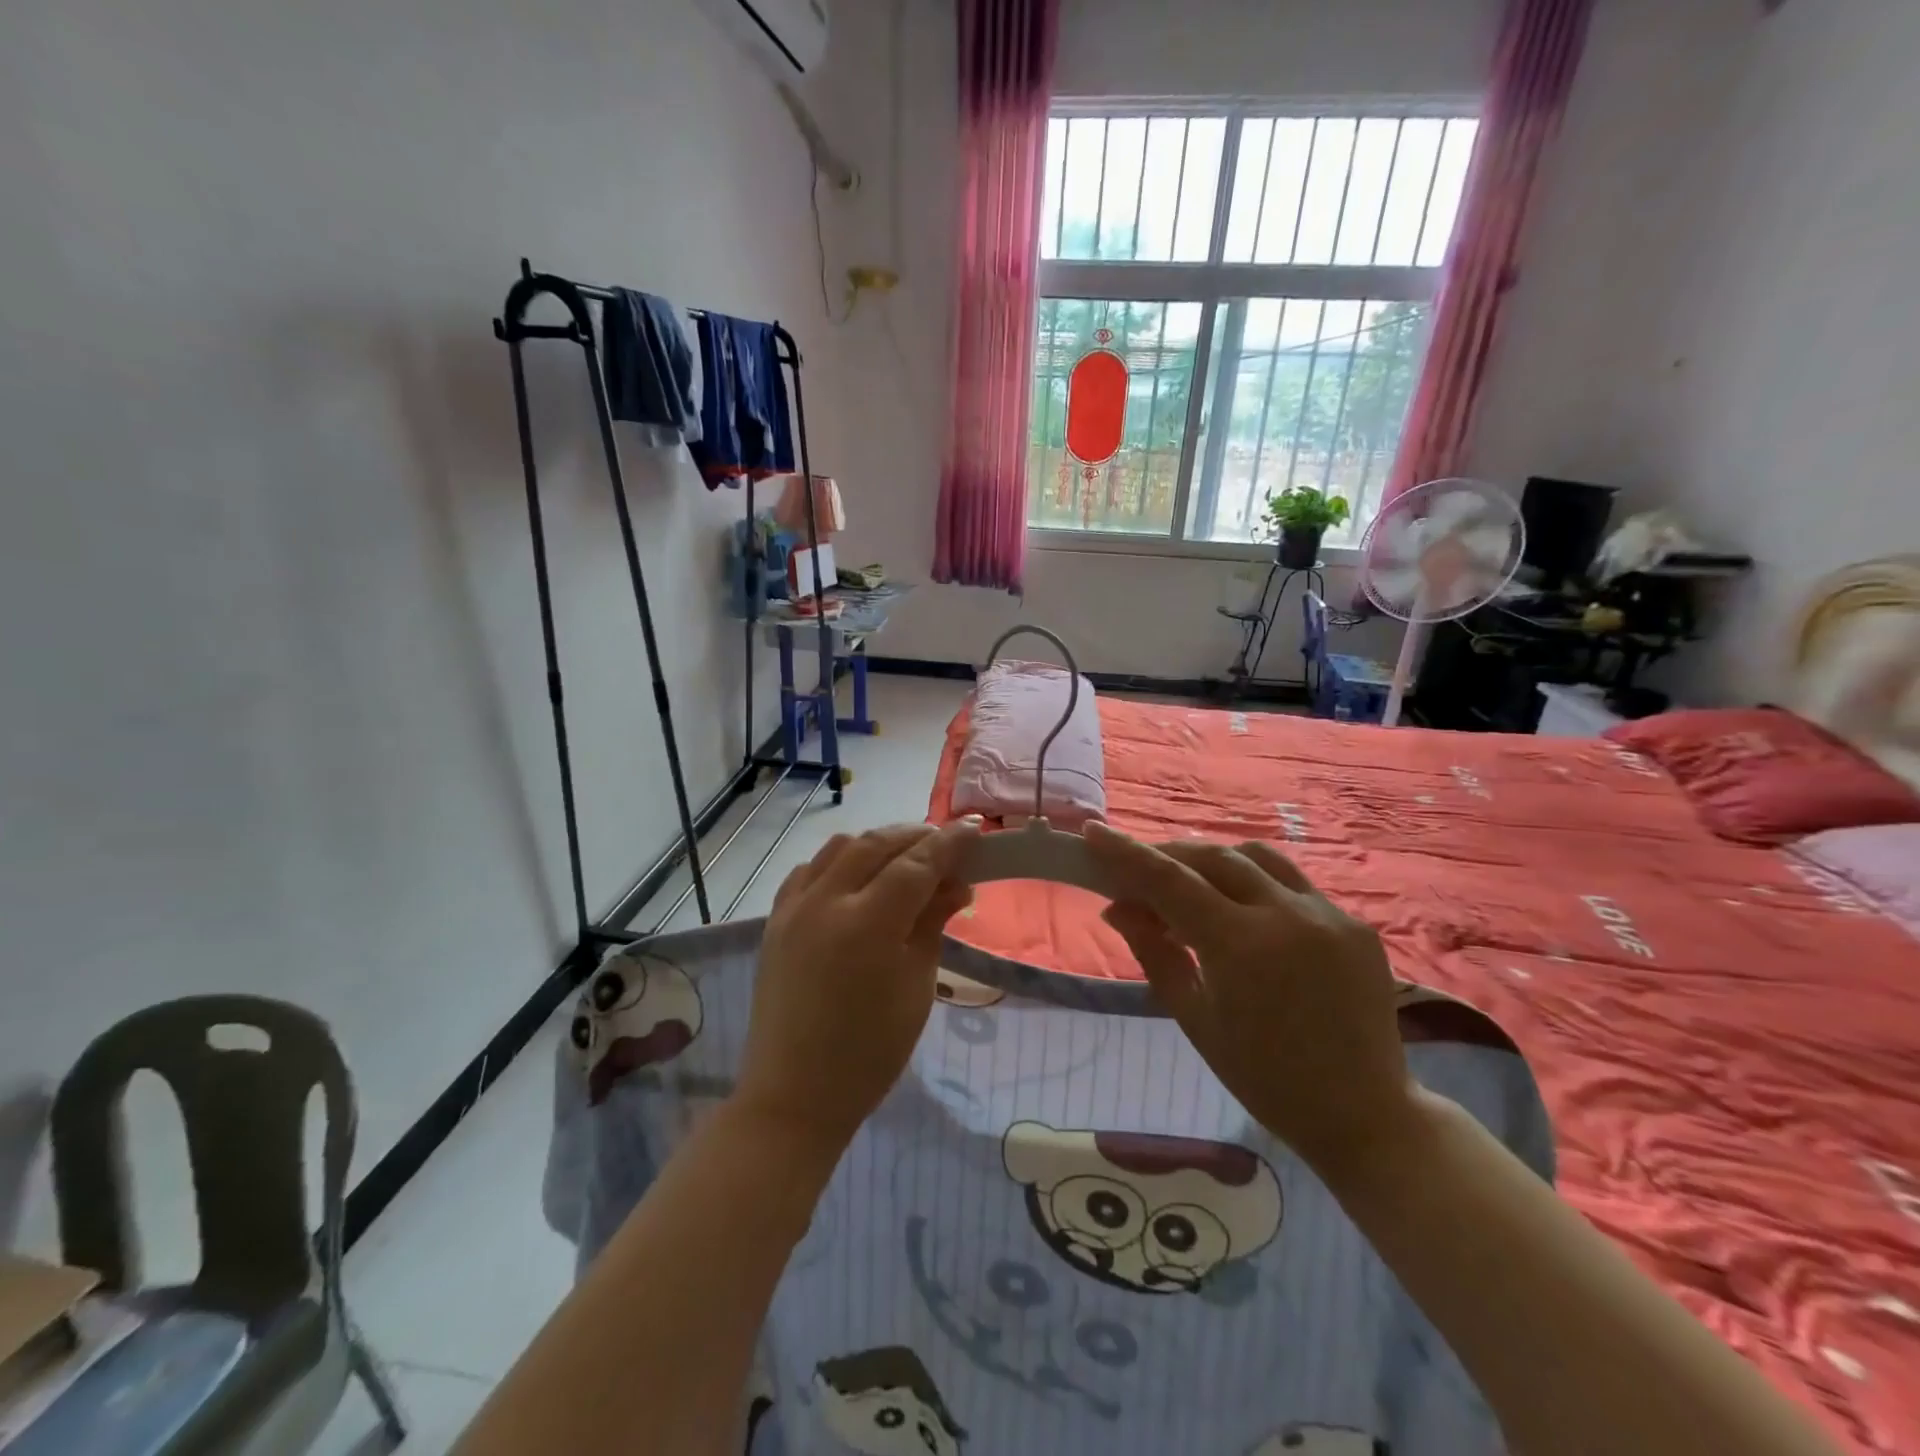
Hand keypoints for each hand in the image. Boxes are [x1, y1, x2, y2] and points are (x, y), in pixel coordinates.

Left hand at [736, 821, 979, 1160]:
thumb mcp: (916, 987)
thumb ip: (932, 924)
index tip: (974, 829)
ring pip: (840, 847)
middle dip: (917, 836)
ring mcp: (794, 907)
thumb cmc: (870, 1053)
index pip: (916, 864)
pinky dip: (840, 861)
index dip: (949, 844)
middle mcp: (826, 902)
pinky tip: (857, 876)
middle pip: (877, 844)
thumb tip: (957, 885)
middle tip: (947, 844)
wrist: (794, 1096)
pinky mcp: (775, 920)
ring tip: (906, 856)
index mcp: (868, 924)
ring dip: (878, 843)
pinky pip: (810, 869)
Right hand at [1084, 821, 1413, 1175]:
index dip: (1128, 854)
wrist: (1365, 1115)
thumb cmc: (1264, 1078)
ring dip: (1214, 860)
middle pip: (1214, 857)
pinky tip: (1242, 910)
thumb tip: (1117, 908)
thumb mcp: (1195, 1018)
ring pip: (1257, 858)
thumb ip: (1155, 953)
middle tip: (1137, 868)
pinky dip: (1255, 884)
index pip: (1171, 881)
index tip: (1093, 832)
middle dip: (1169, 854)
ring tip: (1188, 881)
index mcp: (1242, 946)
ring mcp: (1329, 914)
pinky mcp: (1355, 923)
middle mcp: (1288, 915)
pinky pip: (1294, 884)